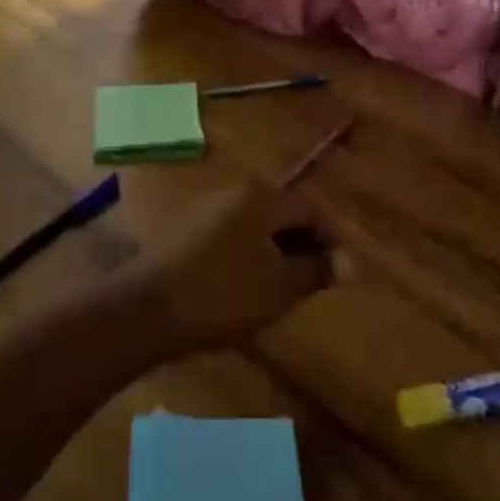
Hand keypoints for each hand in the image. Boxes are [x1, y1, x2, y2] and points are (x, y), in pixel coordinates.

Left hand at [132, 182, 337, 353]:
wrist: (148, 308)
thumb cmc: (223, 293)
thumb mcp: (280, 286)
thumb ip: (317, 269)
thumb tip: (351, 259)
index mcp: (261, 197)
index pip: (309, 209)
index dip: (329, 240)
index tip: (340, 274)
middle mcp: (234, 192)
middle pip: (280, 215)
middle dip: (300, 247)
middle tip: (312, 285)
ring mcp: (207, 209)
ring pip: (255, 228)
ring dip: (273, 254)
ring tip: (281, 292)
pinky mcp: (186, 232)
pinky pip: (230, 239)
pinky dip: (246, 259)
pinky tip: (243, 291)